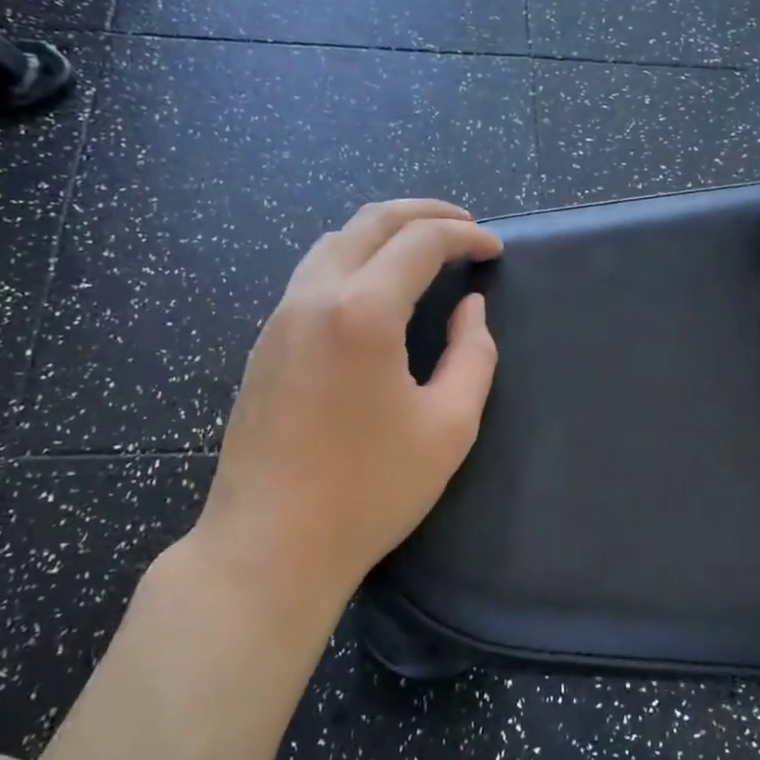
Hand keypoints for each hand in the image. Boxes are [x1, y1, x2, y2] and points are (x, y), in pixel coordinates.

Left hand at [196, 199, 502, 609]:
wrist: (268, 545)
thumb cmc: (368, 490)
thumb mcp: (448, 426)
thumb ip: (473, 355)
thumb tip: (470, 309)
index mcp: (363, 311)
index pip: (420, 242)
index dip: (465, 236)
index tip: (494, 250)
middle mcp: (315, 296)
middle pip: (371, 221)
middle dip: (425, 214)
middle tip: (464, 226)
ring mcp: (281, 316)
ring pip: (335, 240)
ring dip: (385, 231)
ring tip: (424, 248)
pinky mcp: (265, 341)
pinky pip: (313, 272)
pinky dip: (354, 257)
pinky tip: (376, 286)